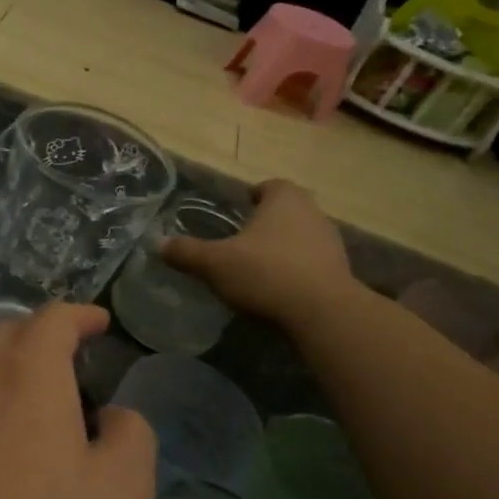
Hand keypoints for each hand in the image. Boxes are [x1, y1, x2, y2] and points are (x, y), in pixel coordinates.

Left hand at [0, 304, 156, 498]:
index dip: (80, 315)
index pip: (52, 319)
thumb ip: (131, 437)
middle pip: (6, 335)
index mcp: (27, 377)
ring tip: (37, 411)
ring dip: (9, 374)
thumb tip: (113, 417)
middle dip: (41, 336)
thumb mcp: (122, 493)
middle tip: (72, 362)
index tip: (100, 323)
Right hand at [163, 179, 360, 332]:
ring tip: (258, 266)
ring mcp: (331, 242)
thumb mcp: (214, 264)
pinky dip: (296, 269)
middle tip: (243, 238)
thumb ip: (187, 252)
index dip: (254, 195)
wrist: (321, 313)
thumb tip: (158, 244)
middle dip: (267, 221)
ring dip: (283, 246)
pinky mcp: (340, 271)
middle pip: (288, 210)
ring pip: (301, 236)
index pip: (270, 186)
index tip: (240, 207)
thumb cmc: (265, 274)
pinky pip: (311, 263)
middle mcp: (313, 213)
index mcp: (284, 199)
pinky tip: (278, 288)